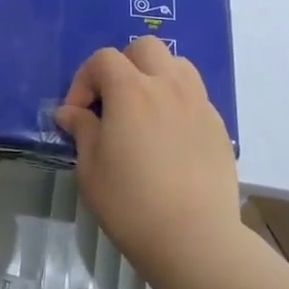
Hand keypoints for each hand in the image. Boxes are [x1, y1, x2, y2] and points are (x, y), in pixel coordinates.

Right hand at [55, 37, 241, 282]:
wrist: (195, 240)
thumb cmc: (131, 204)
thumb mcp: (91, 168)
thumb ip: (82, 131)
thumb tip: (70, 113)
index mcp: (131, 90)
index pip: (103, 59)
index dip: (84, 80)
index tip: (77, 113)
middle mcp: (167, 85)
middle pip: (145, 48)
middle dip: (123, 65)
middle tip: (113, 100)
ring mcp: (198, 103)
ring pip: (177, 65)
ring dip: (155, 76)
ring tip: (145, 109)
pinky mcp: (218, 126)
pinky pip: (195, 96)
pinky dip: (178, 102)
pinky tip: (170, 136)